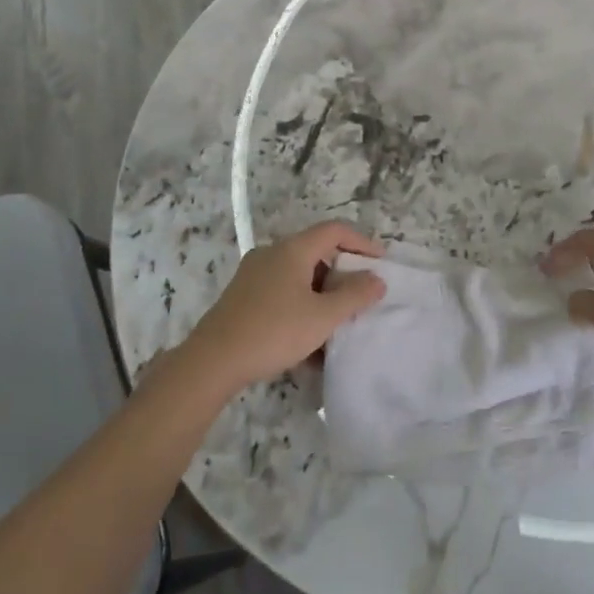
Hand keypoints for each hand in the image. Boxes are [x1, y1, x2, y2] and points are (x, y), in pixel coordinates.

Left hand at [186, 222, 385, 390]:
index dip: (362, 242)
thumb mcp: (322, 317)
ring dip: (322, 295)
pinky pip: (282, 292)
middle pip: (316, 252)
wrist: (212, 362)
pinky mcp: (243, 296)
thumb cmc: (273, 332)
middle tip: (360, 296)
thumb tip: (377, 279)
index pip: (335, 230)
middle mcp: (271, 253)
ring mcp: (253, 274)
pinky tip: (308, 339)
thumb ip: (354, 296)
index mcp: (292, 250)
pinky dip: (301, 306)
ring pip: (299, 275)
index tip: (381, 262)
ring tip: (336, 323)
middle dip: (342, 273)